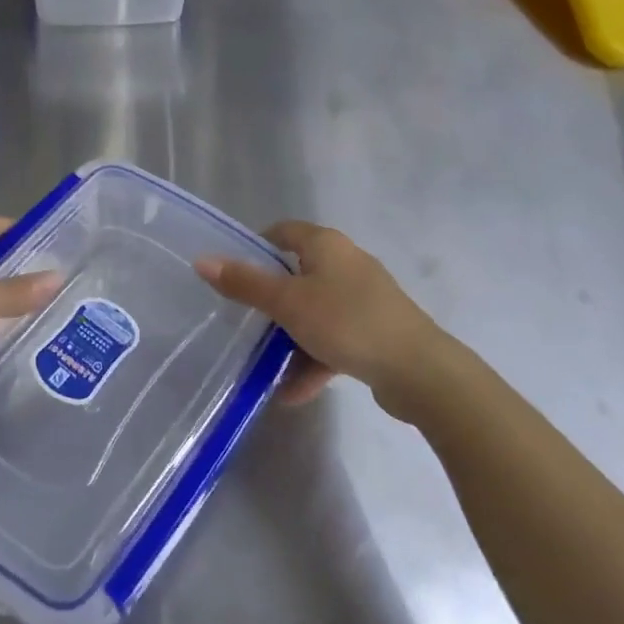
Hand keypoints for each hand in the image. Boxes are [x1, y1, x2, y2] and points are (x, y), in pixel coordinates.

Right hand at [195, 221, 459, 409]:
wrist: (420, 372)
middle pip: (296, 274)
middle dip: (269, 301)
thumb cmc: (347, 323)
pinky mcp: (375, 332)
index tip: (231, 275)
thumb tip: (202, 261)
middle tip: (241, 321)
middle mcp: (346, 264)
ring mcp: (364, 299)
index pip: (282, 232)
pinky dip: (313, 359)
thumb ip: (245, 284)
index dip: (255, 247)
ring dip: (289, 337)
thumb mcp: (288, 303)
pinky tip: (292, 392)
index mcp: (326, 245)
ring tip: (262, 365)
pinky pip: (333, 339)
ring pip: (314, 311)